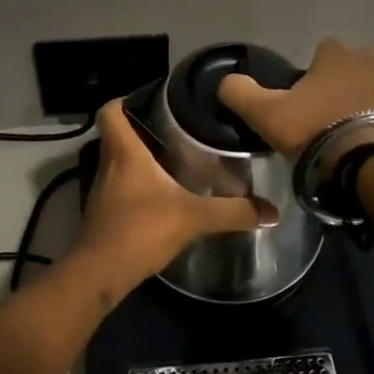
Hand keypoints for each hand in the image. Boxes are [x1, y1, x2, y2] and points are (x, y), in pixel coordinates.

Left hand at [69, 100, 261, 288]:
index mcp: (124, 153)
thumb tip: (272, 211)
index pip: (109, 112)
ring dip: (139, 160)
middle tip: (174, 130)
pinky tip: (160, 198)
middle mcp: (108, 166)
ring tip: (173, 161)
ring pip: (117, 163)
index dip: (123, 100)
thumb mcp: (193, 218)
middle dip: (141, 130)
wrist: (100, 273)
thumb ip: (232, 212)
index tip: (149, 101)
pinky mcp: (103, 214)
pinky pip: (119, 189)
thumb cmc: (140, 230)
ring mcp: (101, 191)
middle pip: (116, 136)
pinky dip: (136, 187)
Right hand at [217, 38, 373, 157]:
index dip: (314, 71)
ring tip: (364, 125)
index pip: (324, 49)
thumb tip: (225, 80)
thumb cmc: (317, 131)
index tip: (308, 96)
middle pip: (358, 63)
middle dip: (348, 81)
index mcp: (335, 56)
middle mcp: (372, 60)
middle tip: (335, 113)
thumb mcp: (266, 115)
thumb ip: (240, 93)